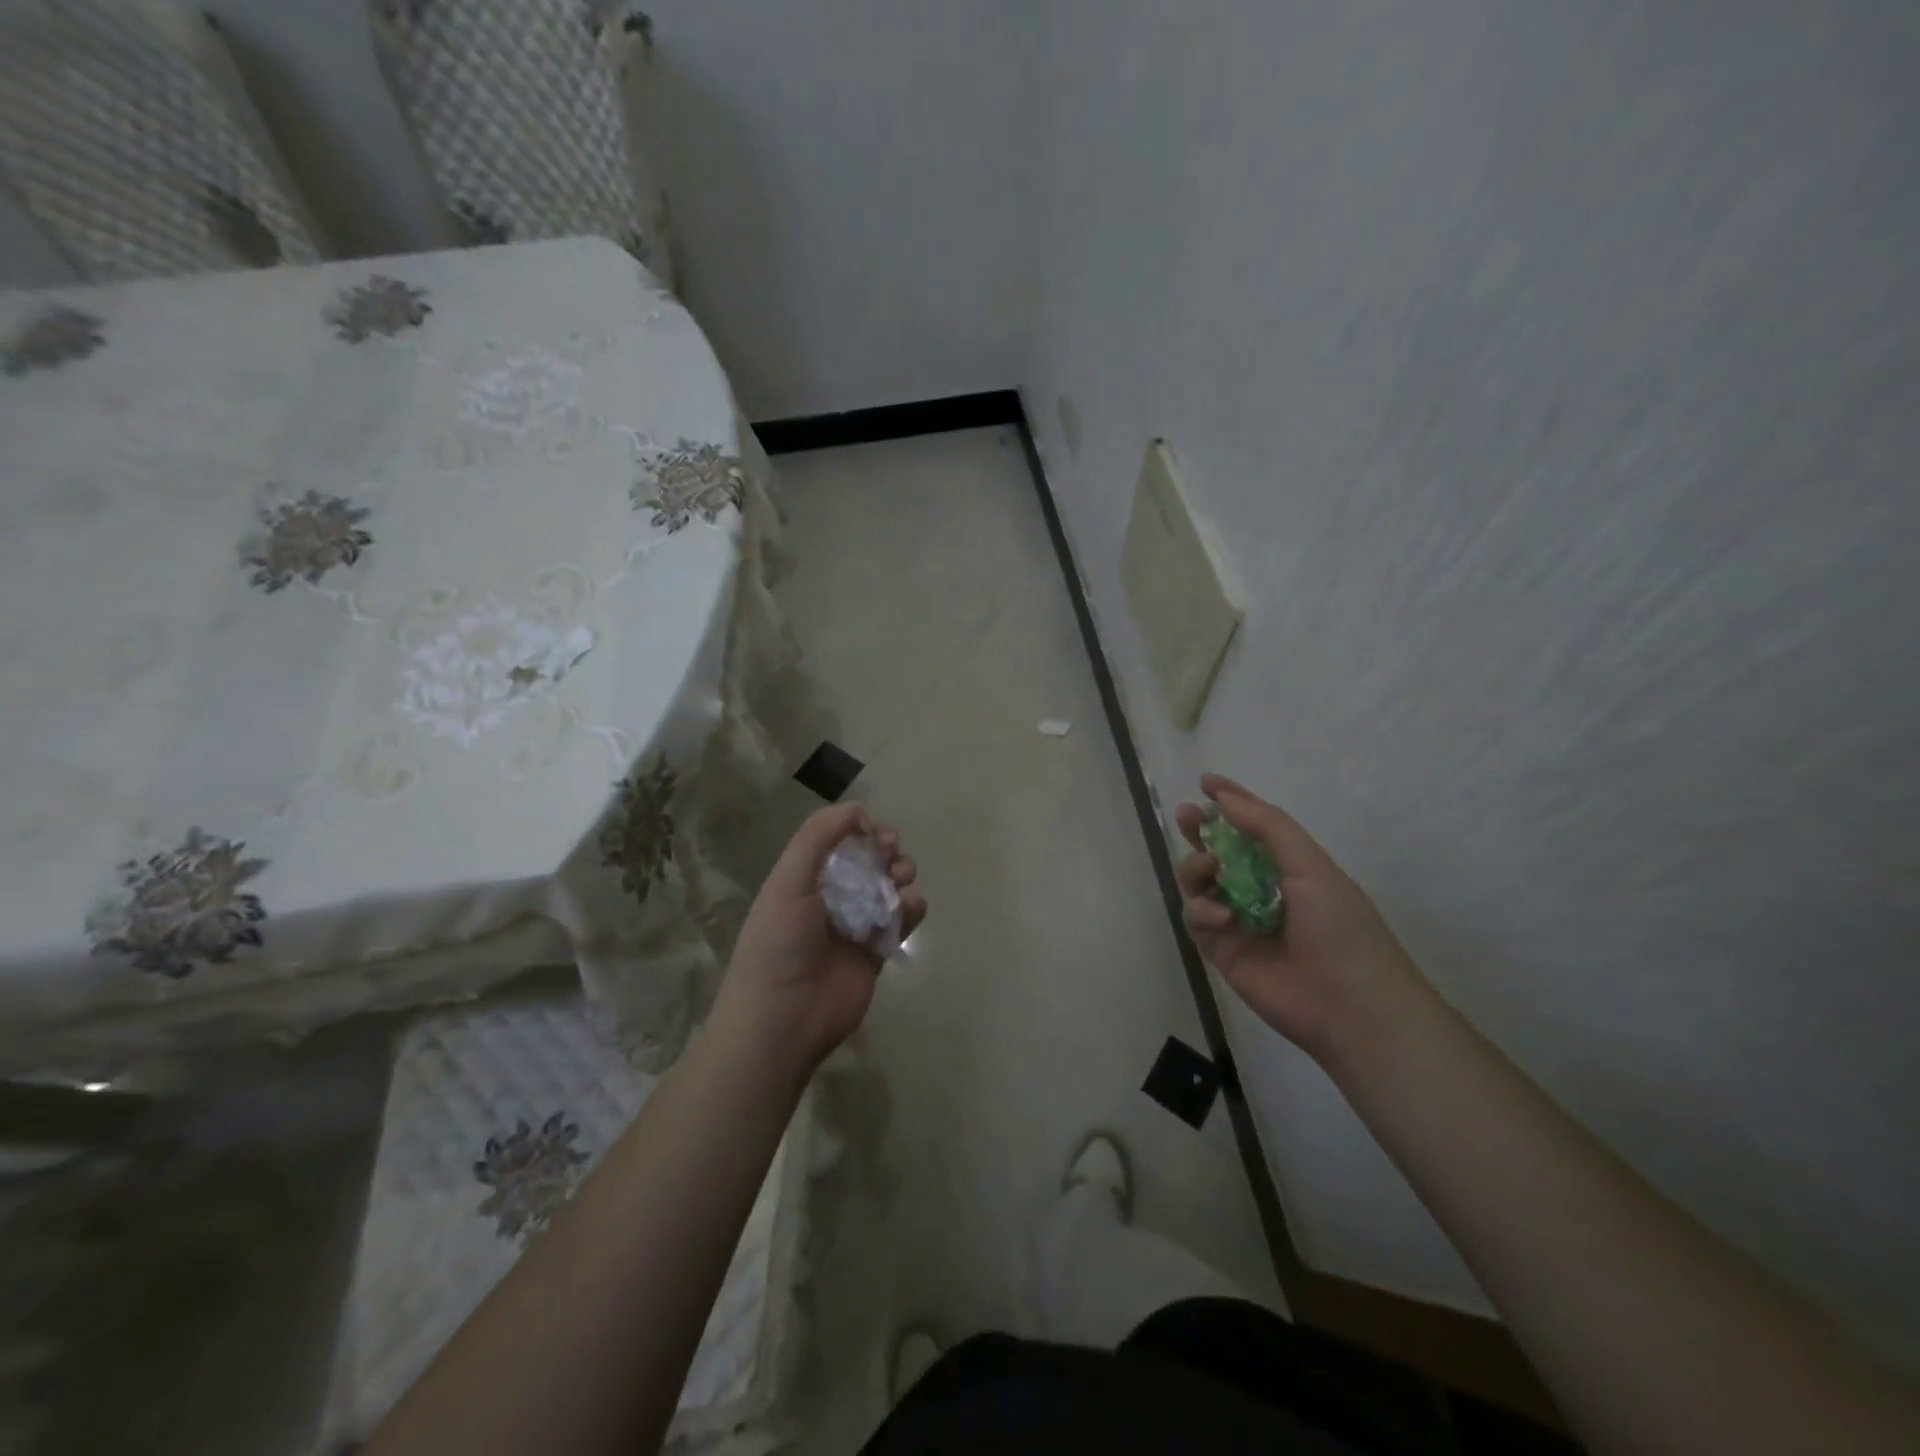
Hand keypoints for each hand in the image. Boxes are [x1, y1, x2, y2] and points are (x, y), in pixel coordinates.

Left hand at [714, 802, 925, 1074]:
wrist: (783, 1019)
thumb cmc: (779, 943)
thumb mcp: (789, 880)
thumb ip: (819, 837)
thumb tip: (858, 809)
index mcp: (802, 879)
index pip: (837, 842)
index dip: (860, 830)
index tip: (876, 831)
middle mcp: (828, 899)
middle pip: (867, 862)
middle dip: (885, 850)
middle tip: (892, 853)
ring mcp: (853, 927)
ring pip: (888, 888)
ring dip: (900, 875)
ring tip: (902, 879)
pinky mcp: (875, 953)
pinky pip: (900, 922)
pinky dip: (911, 909)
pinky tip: (910, 907)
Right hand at [1176, 774, 1419, 1061]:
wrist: (1350, 1005)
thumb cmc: (1341, 927)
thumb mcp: (1311, 866)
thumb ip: (1267, 828)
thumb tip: (1225, 799)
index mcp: (1289, 866)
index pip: (1254, 826)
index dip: (1231, 801)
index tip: (1206, 782)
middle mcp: (1260, 888)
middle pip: (1219, 850)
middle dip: (1201, 829)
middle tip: (1187, 816)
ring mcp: (1238, 919)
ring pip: (1199, 881)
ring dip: (1196, 866)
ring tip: (1208, 868)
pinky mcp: (1221, 949)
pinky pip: (1196, 917)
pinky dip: (1202, 910)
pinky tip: (1221, 918)